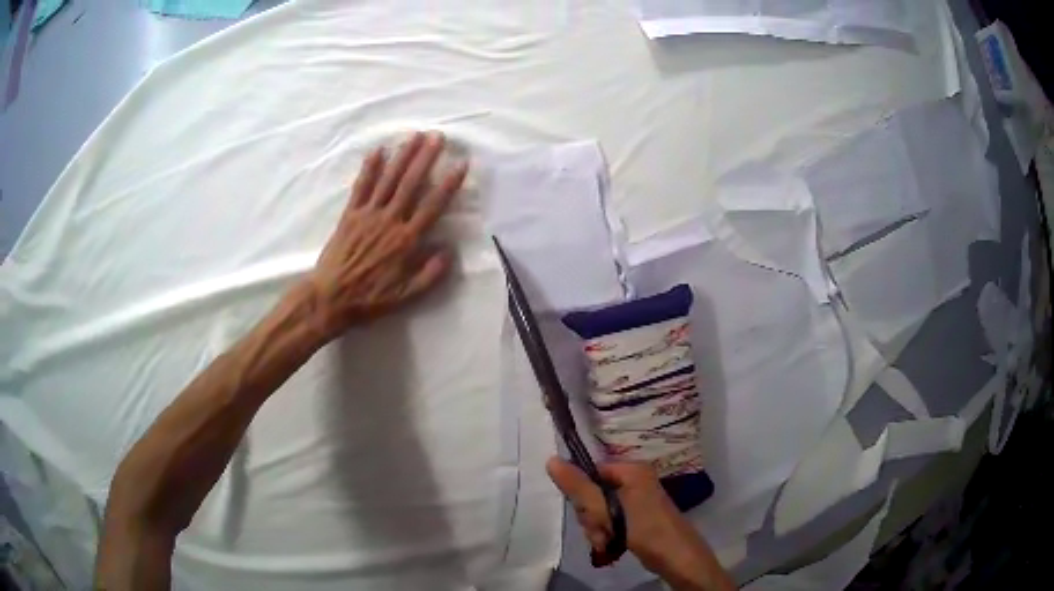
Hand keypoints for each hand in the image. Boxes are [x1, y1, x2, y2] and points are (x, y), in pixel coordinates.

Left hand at [306, 131, 467, 340]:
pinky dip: (369, 168)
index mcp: (406, 241)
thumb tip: (449, 251)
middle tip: (437, 136)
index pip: (432, 206)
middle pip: (410, 183)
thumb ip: (430, 274)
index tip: (460, 164)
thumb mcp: (406, 296)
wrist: (330, 298)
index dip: (449, 184)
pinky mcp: (350, 214)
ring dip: (402, 156)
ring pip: (388, 179)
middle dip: (426, 158)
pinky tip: (377, 150)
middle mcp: (389, 221)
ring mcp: (368, 214)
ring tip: (414, 135)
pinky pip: (361, 187)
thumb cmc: (370, 299)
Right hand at [547, 458, 734, 589]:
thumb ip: (578, 487)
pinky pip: (611, 519)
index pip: (591, 473)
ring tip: (607, 541)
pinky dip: (607, 533)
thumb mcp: (606, 510)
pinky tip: (610, 545)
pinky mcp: (637, 516)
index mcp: (631, 470)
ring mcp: (637, 499)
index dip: (582, 495)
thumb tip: (551, 460)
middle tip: (601, 531)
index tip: (587, 515)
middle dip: (591, 517)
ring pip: (600, 510)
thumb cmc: (644, 529)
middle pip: (594, 493)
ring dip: (597, 528)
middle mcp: (635, 479)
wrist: (677, 557)